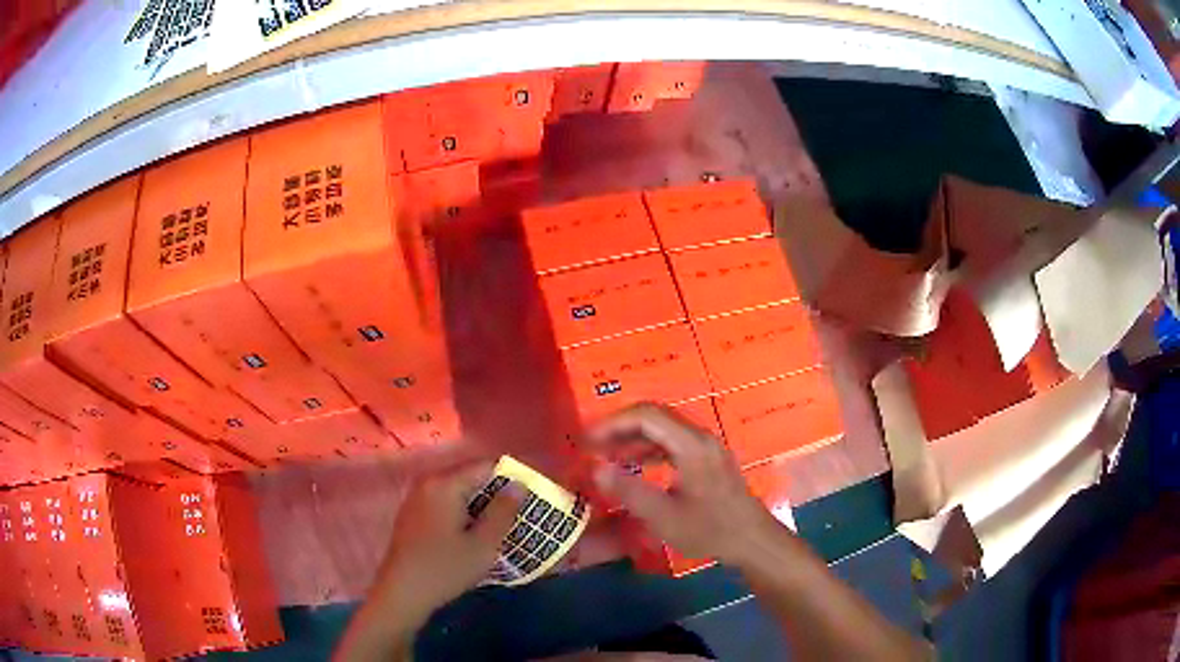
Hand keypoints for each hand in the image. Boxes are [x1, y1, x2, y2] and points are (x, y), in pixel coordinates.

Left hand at [373, 462, 521, 623]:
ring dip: (480, 504)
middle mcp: (428, 483)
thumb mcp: (484, 544)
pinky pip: (445, 502)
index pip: (485, 466)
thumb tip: (519, 484)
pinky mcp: (413, 514)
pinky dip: (463, 512)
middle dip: (496, 492)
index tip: (530, 498)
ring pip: (458, 491)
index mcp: (445, 484)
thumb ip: (503, 511)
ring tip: (500, 526)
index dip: (511, 478)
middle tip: (518, 514)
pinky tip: (473, 534)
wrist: (402, 593)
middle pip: (470, 477)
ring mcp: (417, 498)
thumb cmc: (446, 568)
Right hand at [586, 402, 778, 565]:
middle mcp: (700, 437)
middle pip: (655, 417)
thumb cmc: (710, 530)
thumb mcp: (664, 517)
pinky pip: (673, 442)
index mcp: (691, 445)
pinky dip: (649, 449)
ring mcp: (707, 447)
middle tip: (591, 445)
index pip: (646, 416)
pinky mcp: (708, 459)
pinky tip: (634, 466)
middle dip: (620, 427)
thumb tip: (595, 468)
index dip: (612, 423)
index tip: (586, 439)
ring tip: (606, 455)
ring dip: (633, 438)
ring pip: (664, 429)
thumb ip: (629, 491)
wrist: (753, 541)